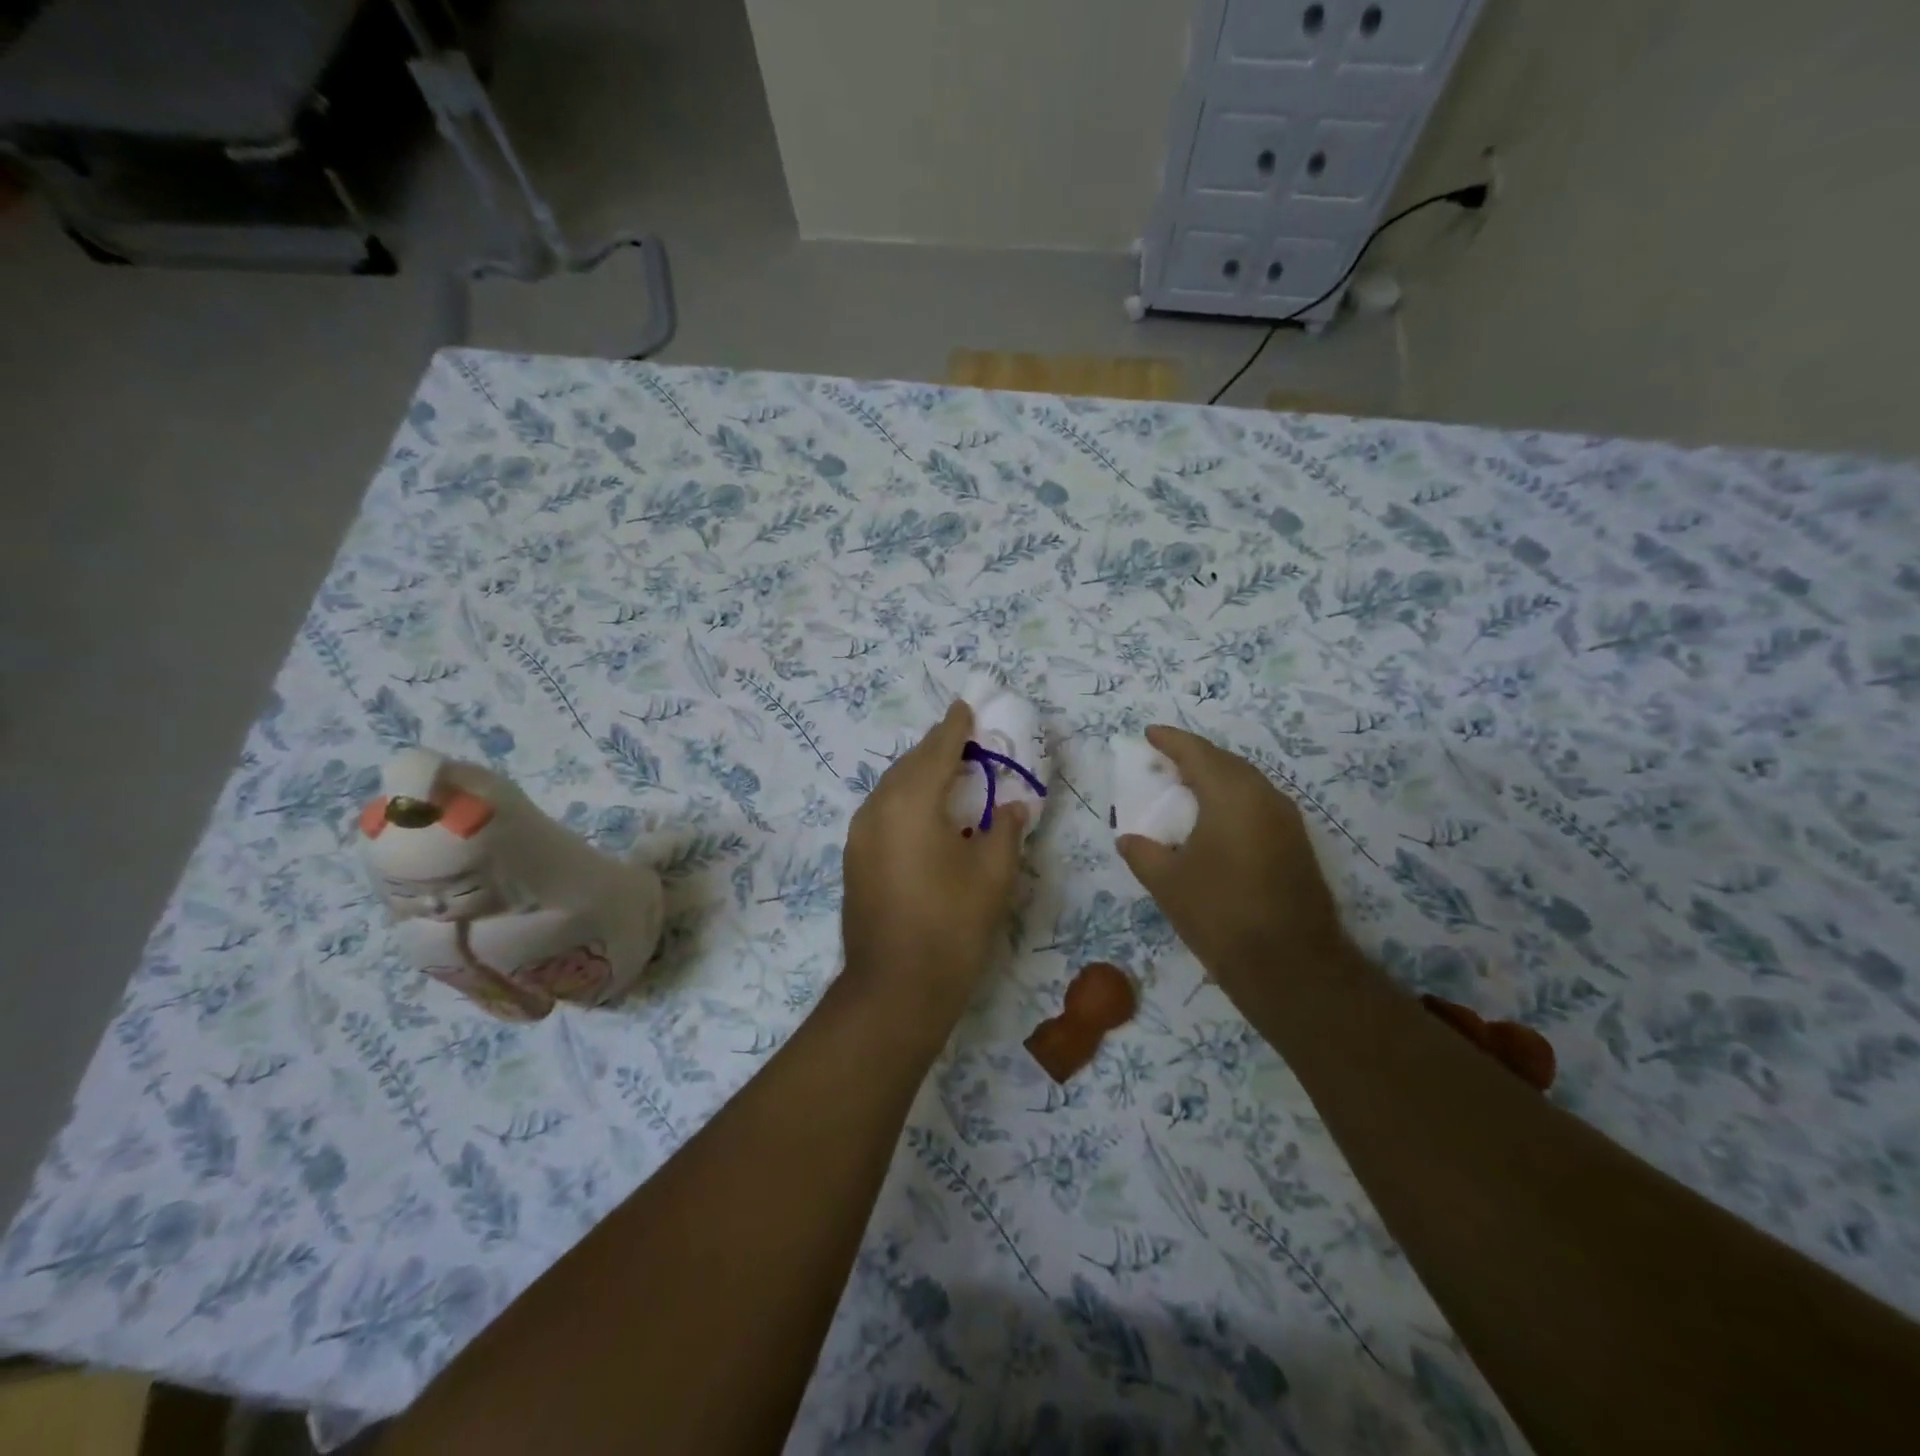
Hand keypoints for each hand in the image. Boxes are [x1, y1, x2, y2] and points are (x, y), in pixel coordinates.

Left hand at [840, 701, 1027, 1028]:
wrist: (894, 988)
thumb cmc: (952, 926)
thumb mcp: (993, 874)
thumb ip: (1005, 829)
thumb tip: (1012, 804)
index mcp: (911, 803)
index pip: (936, 750)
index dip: (954, 727)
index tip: (966, 707)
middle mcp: (877, 809)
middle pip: (909, 764)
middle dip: (936, 748)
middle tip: (963, 738)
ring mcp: (859, 835)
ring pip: (891, 788)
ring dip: (919, 774)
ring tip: (948, 772)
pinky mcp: (854, 858)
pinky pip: (882, 811)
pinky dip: (905, 800)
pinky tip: (926, 813)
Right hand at [1116, 726, 1355, 1006]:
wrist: (1291, 965)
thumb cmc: (1220, 914)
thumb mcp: (1167, 882)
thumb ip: (1142, 852)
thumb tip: (1129, 839)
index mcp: (1231, 795)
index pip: (1197, 753)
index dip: (1171, 740)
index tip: (1149, 733)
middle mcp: (1264, 797)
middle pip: (1226, 762)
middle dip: (1194, 756)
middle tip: (1165, 760)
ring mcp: (1287, 820)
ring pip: (1246, 782)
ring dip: (1216, 778)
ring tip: (1187, 786)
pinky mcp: (1297, 844)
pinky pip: (1258, 804)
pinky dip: (1232, 800)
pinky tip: (1215, 820)